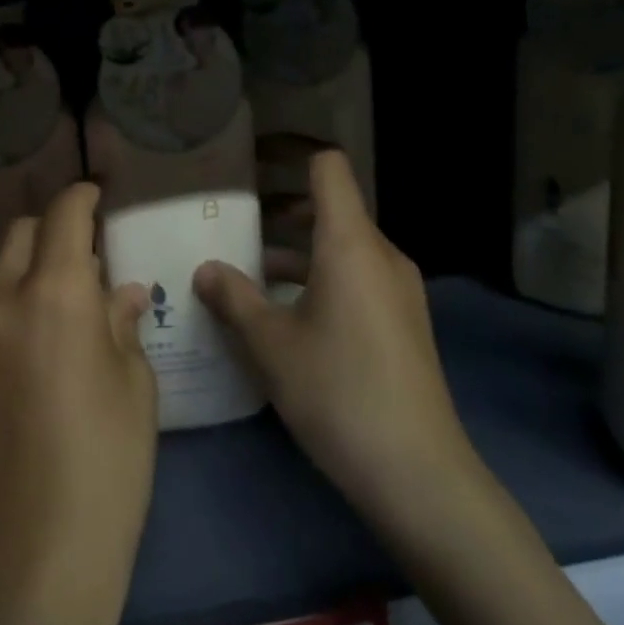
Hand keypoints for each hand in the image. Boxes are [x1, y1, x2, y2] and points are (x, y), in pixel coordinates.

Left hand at [0, 182, 157, 624]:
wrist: (35, 547)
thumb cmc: (107, 460)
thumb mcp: (134, 383)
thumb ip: (121, 322)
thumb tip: (120, 291)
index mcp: (54, 294)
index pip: (63, 216)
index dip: (82, 196)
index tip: (99, 194)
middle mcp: (4, 299)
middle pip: (22, 231)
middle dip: (55, 225)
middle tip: (91, 247)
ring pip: (2, 265)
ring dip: (34, 260)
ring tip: (73, 290)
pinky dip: (18, 292)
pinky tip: (49, 327)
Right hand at [195, 152, 473, 523]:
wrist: (417, 472)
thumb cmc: (337, 390)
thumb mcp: (270, 344)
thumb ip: (234, 297)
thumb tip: (206, 269)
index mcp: (351, 243)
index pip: (327, 167)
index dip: (291, 152)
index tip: (252, 158)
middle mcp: (381, 254)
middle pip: (331, 207)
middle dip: (281, 211)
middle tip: (234, 223)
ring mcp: (398, 289)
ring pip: (342, 247)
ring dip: (297, 251)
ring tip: (249, 274)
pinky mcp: (403, 321)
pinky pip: (356, 277)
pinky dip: (319, 278)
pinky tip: (286, 315)